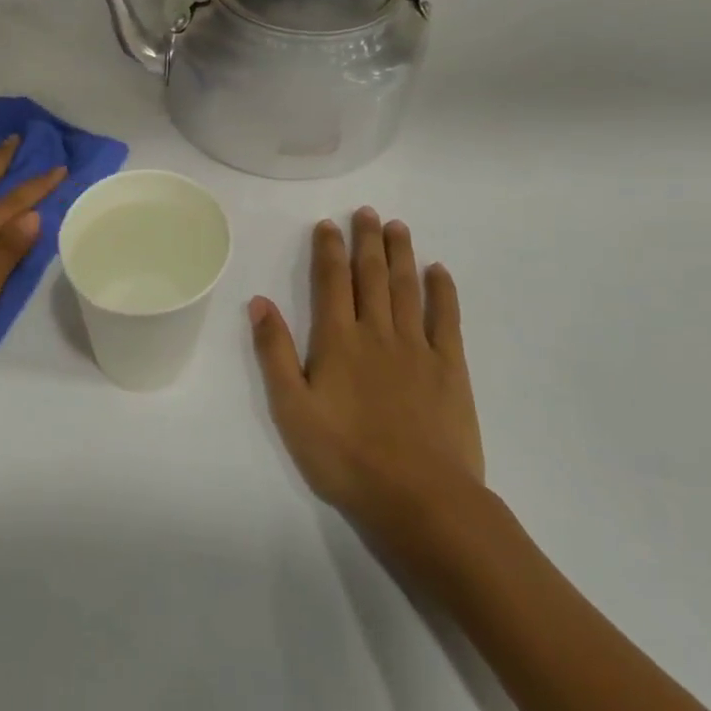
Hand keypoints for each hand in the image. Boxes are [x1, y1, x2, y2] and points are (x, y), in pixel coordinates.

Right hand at [248, 207, 483, 521]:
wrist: (420, 498)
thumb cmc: (346, 457)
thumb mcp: (292, 409)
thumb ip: (275, 353)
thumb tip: (260, 302)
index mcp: (338, 341)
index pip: (332, 282)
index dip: (329, 250)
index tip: (328, 224)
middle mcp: (377, 332)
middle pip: (372, 275)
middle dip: (367, 240)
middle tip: (367, 211)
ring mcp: (417, 348)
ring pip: (407, 288)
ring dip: (400, 254)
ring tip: (397, 227)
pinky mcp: (450, 368)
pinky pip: (447, 319)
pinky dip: (443, 291)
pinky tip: (439, 271)